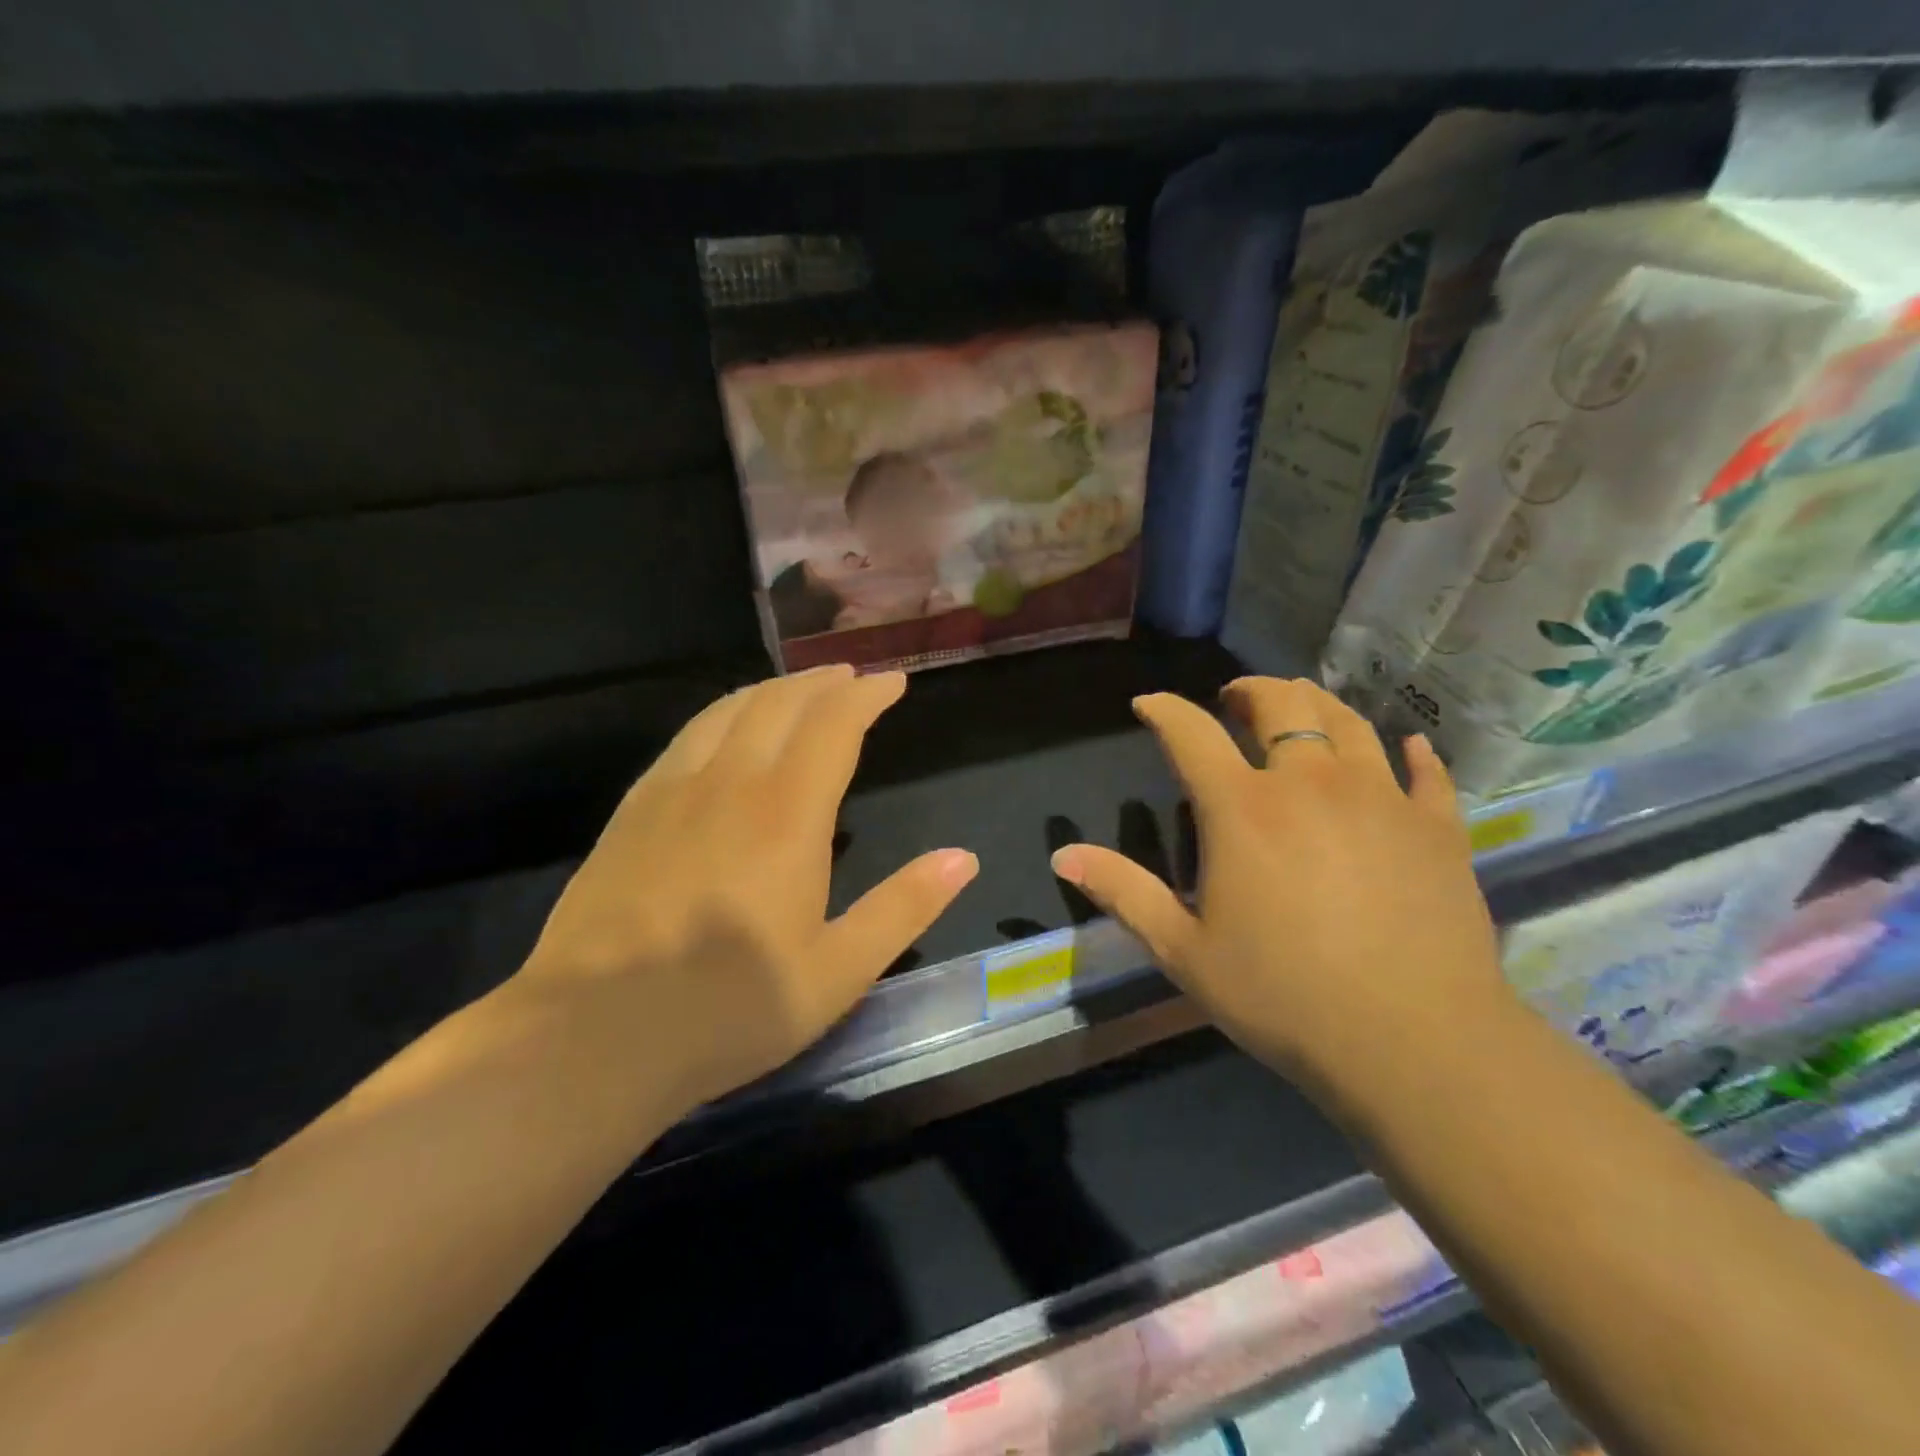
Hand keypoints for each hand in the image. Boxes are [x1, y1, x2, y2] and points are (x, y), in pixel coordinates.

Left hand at [511, 665, 976, 1118]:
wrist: (590, 1039)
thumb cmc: (729, 1010)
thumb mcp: (837, 972)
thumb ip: (903, 908)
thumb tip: (963, 858)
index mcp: (787, 816)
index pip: (833, 726)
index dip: (867, 696)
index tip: (893, 682)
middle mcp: (730, 784)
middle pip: (780, 704)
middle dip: (823, 683)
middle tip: (852, 679)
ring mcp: (671, 792)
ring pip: (729, 710)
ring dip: (772, 690)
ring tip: (798, 690)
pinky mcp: (632, 811)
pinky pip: (687, 736)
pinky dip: (723, 713)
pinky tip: (726, 729)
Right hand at [1050, 677, 1506, 1101]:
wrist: (1414, 1043)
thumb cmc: (1282, 995)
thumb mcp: (1183, 950)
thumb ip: (1123, 892)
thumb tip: (1061, 855)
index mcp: (1242, 808)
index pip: (1191, 732)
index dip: (1164, 709)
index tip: (1148, 704)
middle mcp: (1310, 782)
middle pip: (1281, 704)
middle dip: (1249, 690)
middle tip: (1234, 701)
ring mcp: (1381, 797)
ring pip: (1348, 721)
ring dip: (1316, 705)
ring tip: (1301, 712)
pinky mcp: (1437, 826)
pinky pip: (1426, 770)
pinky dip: (1410, 752)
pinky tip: (1408, 750)